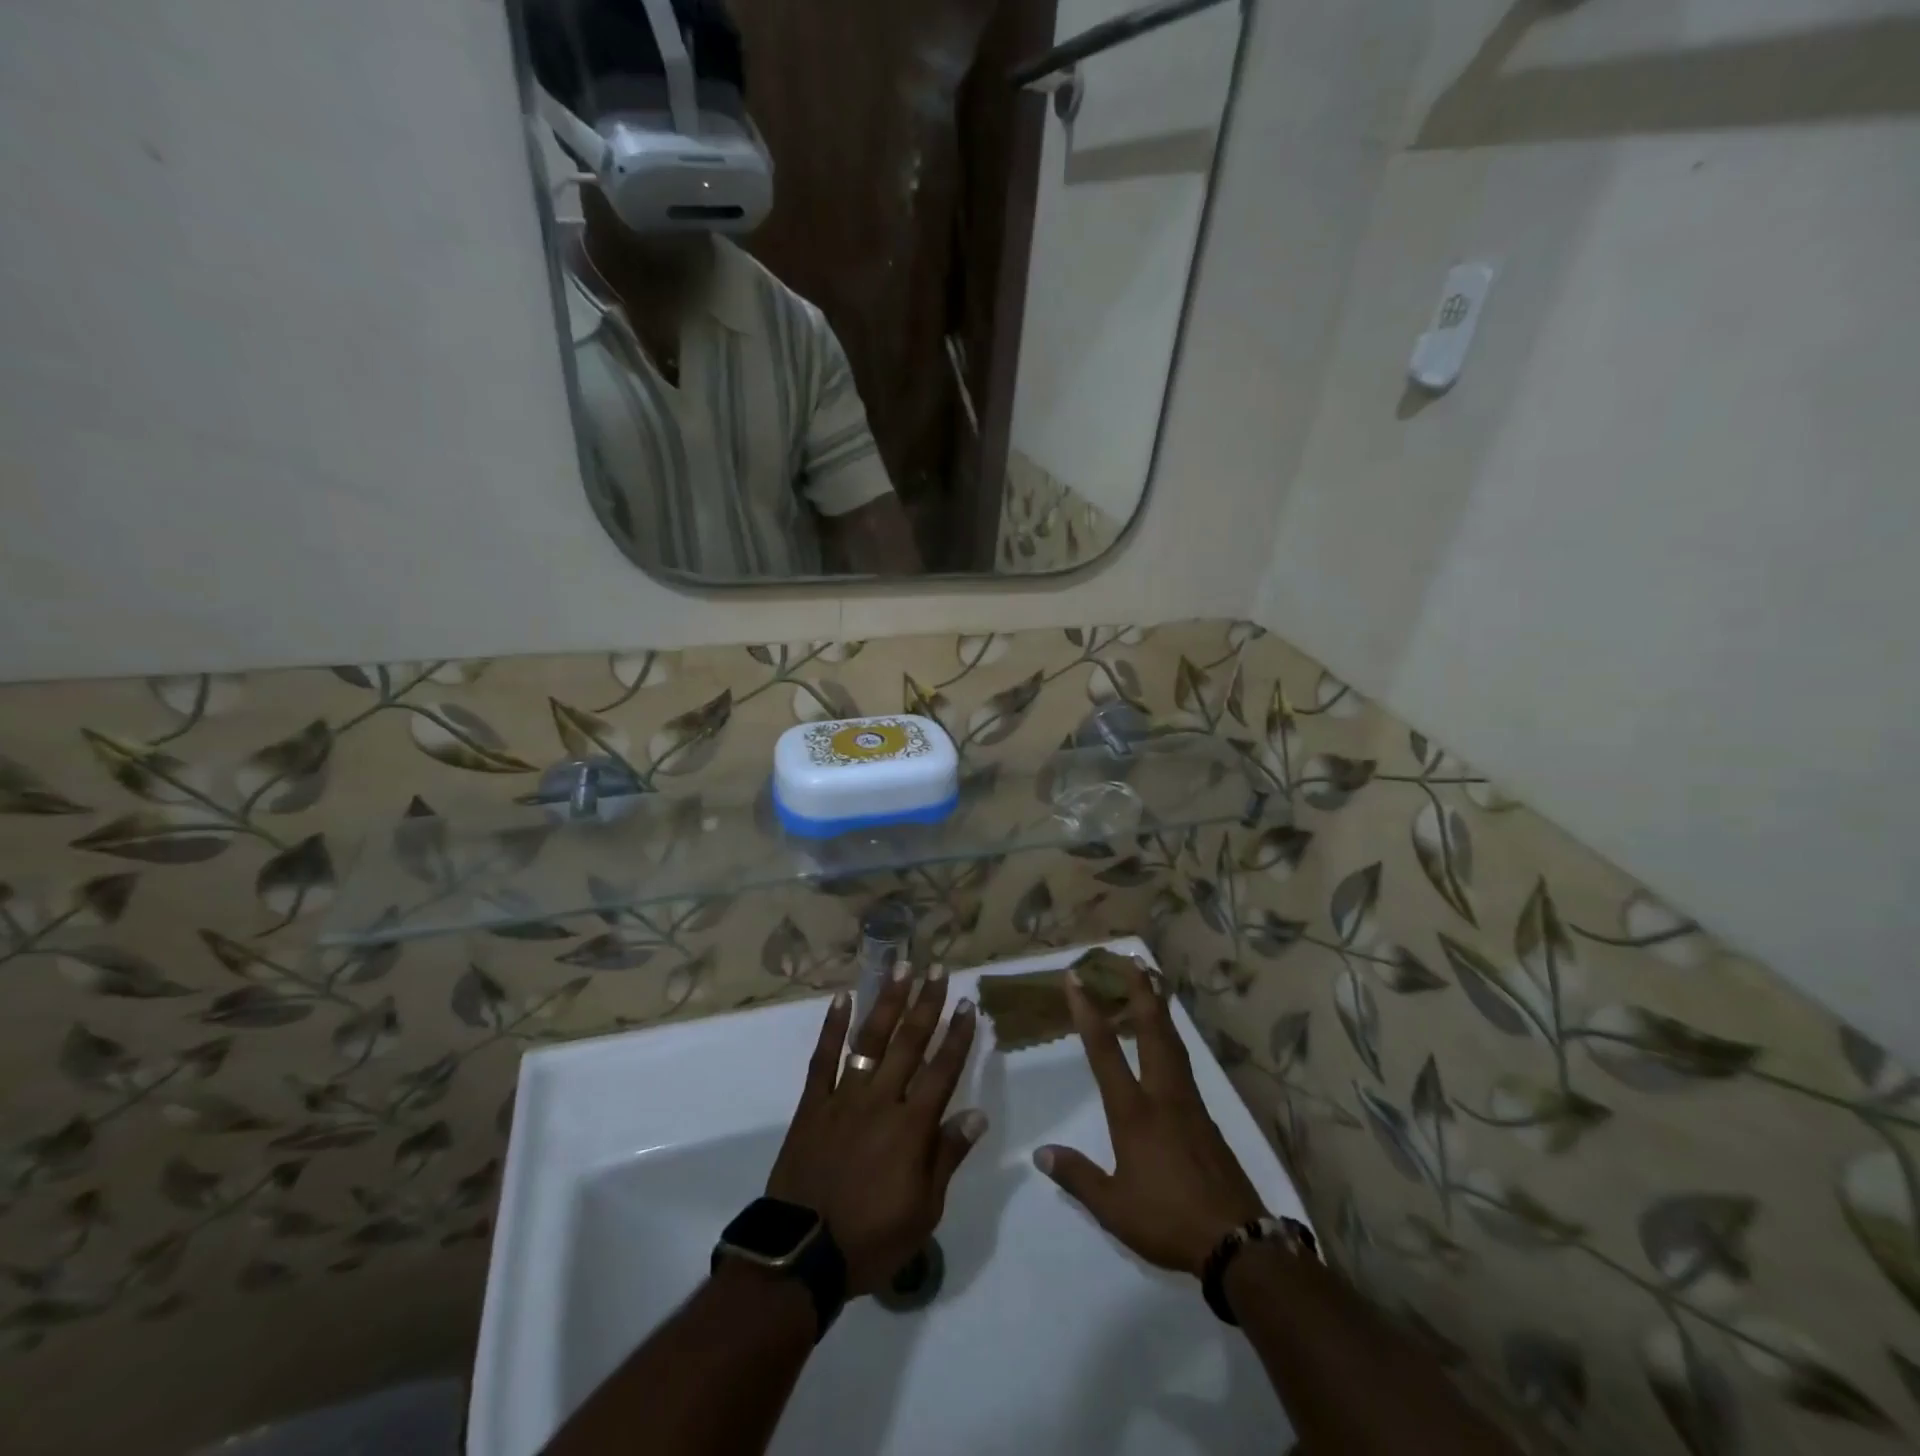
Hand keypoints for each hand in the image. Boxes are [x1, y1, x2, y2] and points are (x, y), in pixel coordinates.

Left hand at [766, 971, 984, 1295]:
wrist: (802, 1255)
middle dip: (927, 1004)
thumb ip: (947, 1156)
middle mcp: (881, 1100)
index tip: (968, 1004)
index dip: (957, 1035)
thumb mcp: (923, 1211)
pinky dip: (832, 1027)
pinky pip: (823, 1058)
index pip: (942, 1070)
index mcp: (911, 1127)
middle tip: (938, 969)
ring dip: (887, 1001)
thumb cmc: (871, 1239)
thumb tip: (976, 1113)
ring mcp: (843, 1097)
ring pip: (869, 1040)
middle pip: (909, 1043)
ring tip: (900, 967)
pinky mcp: (813, 1104)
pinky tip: (841, 998)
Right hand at [1035, 963, 1267, 1277]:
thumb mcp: (1113, 1207)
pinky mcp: (1206, 1117)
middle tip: (1132, 959)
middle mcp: (1162, 1095)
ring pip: (1172, 1042)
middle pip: (1151, 1030)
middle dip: (1139, 991)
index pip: (1105, 1050)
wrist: (1237, 1242)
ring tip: (1153, 983)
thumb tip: (1040, 1153)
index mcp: (1134, 1112)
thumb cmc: (1168, 1220)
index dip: (1088, 1011)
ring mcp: (1189, 1103)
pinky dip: (1172, 1038)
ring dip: (1160, 1008)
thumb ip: (1077, 1176)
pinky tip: (1169, 1040)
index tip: (1076, 978)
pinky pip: (1184, 1063)